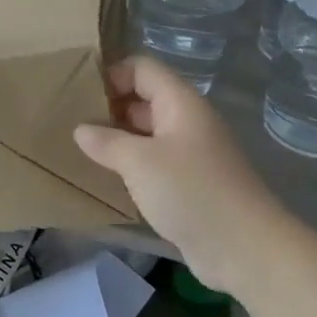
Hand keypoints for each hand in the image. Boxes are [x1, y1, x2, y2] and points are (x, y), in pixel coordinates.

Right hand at [74, 58, 284, 295]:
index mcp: (179, 103)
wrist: (243, 247)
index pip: (142, 68)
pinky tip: (107, 178)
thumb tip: (81, 129)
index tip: (80, 96)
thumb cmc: (190, 191)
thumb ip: (107, 142)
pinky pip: (153, 162)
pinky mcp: (189, 183)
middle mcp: (186, 121)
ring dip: (118, 139)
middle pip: (144, 99)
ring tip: (82, 150)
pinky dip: (131, 165)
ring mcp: (189, 153)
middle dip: (109, 108)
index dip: (112, 74)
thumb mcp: (139, 162)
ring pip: (147, 133)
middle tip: (73, 124)